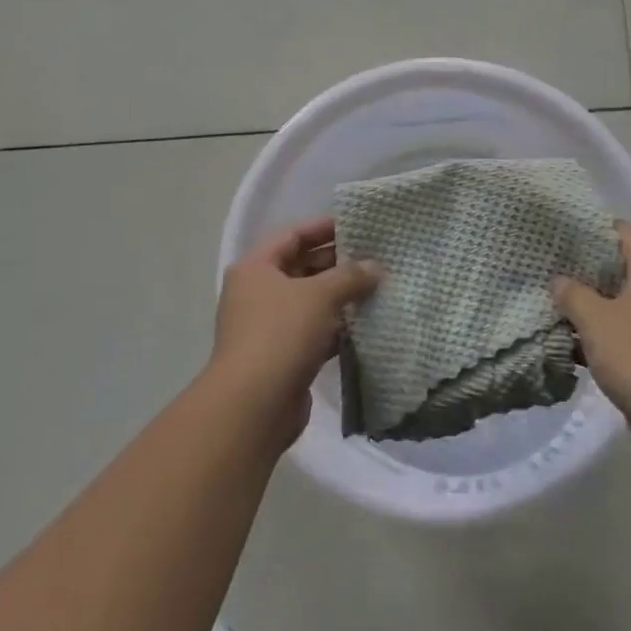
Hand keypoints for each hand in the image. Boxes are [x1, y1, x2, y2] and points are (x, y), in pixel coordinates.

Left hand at [210, 218, 380, 446]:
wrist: (254, 405)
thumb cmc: (281, 334)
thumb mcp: (320, 296)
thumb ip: (350, 276)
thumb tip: (375, 268)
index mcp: (256, 268)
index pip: (293, 235)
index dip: (324, 228)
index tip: (358, 225)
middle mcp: (257, 293)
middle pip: (301, 267)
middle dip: (337, 264)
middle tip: (375, 259)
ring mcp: (268, 327)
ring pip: (310, 302)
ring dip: (340, 297)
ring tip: (377, 289)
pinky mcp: (282, 356)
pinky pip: (314, 332)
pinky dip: (336, 328)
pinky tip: (365, 325)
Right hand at [552, 222, 630, 448]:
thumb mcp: (595, 319)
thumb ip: (572, 294)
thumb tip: (558, 281)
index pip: (621, 231)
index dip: (589, 228)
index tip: (558, 233)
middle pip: (619, 266)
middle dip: (584, 269)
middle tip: (548, 267)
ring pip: (619, 301)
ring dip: (590, 304)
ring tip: (553, 301)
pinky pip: (625, 329)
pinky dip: (601, 331)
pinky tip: (570, 339)